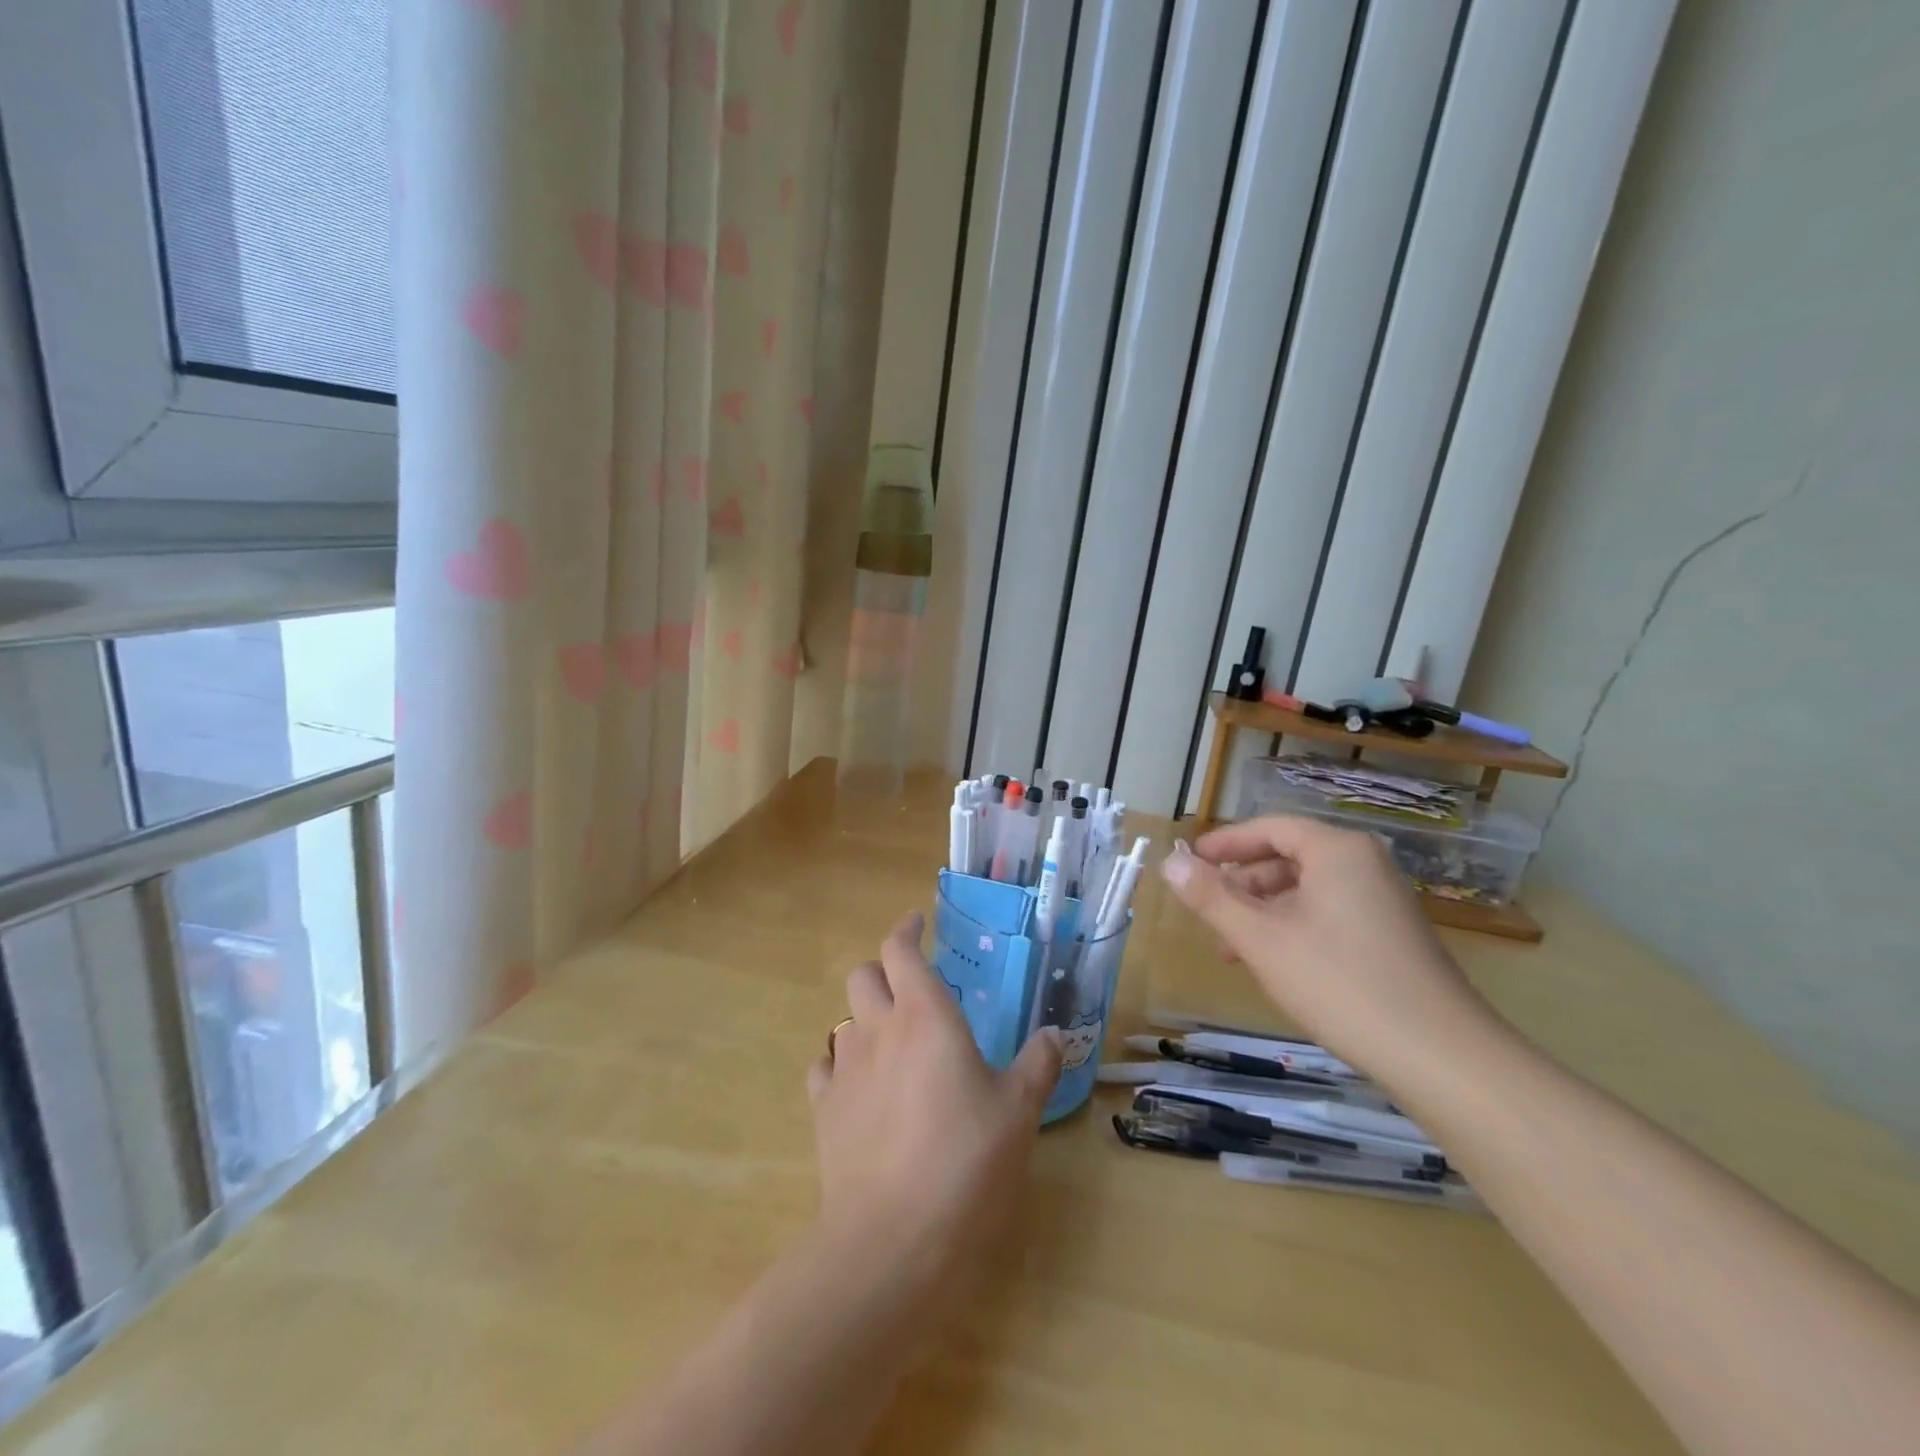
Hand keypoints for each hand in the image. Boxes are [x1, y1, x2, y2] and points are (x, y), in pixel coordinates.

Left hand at [806, 913, 1062, 1317]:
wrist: (891, 1237)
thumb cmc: (965, 1160)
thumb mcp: (1018, 1112)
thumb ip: (1037, 1064)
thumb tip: (1054, 1034)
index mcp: (926, 1016)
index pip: (901, 950)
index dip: (906, 931)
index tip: (917, 924)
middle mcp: (878, 1029)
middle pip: (864, 975)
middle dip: (882, 969)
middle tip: (908, 985)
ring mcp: (844, 1069)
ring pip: (844, 1020)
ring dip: (864, 1018)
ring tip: (890, 1042)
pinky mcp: (823, 1110)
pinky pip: (825, 1068)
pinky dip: (841, 1065)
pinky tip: (860, 1088)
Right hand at [1159, 818, 1499, 1078]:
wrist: (1440, 1055)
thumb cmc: (1340, 983)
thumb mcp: (1261, 939)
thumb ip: (1211, 897)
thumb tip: (1170, 861)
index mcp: (1337, 850)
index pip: (1270, 828)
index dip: (1225, 843)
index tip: (1189, 862)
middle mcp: (1365, 864)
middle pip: (1287, 857)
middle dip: (1241, 884)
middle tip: (1207, 911)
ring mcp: (1383, 899)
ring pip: (1306, 889)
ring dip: (1263, 911)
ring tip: (1232, 948)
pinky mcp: (1391, 934)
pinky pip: (1328, 912)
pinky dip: (1292, 927)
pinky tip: (1274, 964)